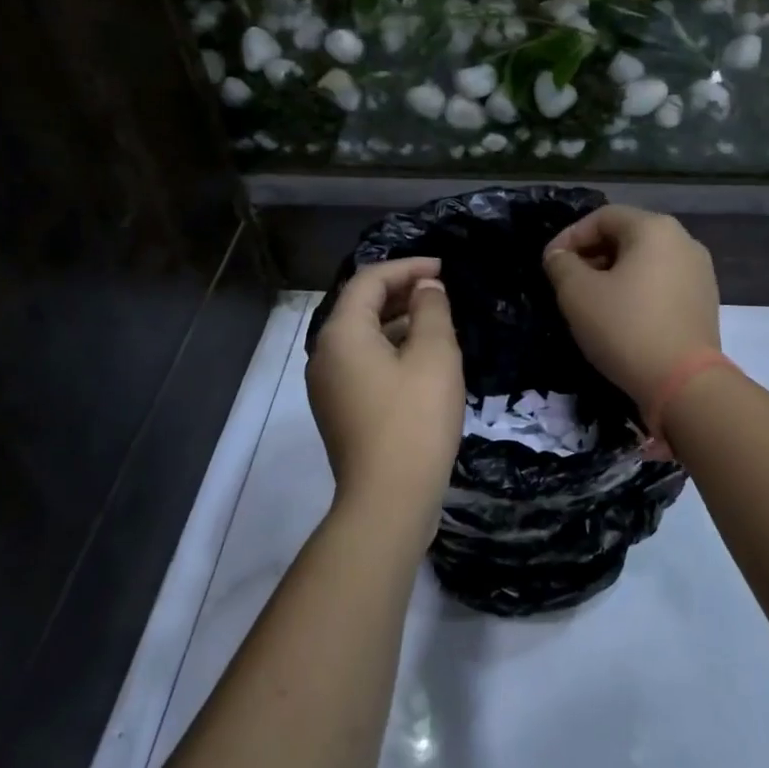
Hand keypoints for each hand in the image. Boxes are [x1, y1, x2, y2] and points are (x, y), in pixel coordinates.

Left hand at [306, 258, 464, 529]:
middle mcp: (324, 354)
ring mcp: (328, 385)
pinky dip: (391, 350)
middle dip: (401, 292)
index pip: (369, 280)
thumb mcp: (434, 355)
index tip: (443, 268)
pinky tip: (422, 361)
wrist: (389, 500)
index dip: (407, 267)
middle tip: (442, 292)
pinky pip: (363, 363)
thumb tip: (426, 289)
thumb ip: (431, 310)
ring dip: (398, 322)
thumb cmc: (414, 419)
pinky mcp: (339, 410)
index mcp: (342, 333)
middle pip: (361, 306)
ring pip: (362, 337)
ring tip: (438, 322)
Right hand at [542, 207, 720, 411]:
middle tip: (567, 281)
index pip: (602, 217)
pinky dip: (637, 290)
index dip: (570, 236)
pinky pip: (662, 283)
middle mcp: (683, 241)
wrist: (685, 384)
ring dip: (613, 273)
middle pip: (627, 235)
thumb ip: (561, 265)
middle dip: (592, 254)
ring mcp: (699, 272)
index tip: (549, 263)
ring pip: (645, 261)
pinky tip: (621, 317)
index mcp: (654, 228)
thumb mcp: (577, 294)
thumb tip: (560, 256)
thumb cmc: (626, 328)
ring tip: (591, 301)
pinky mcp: (704, 301)